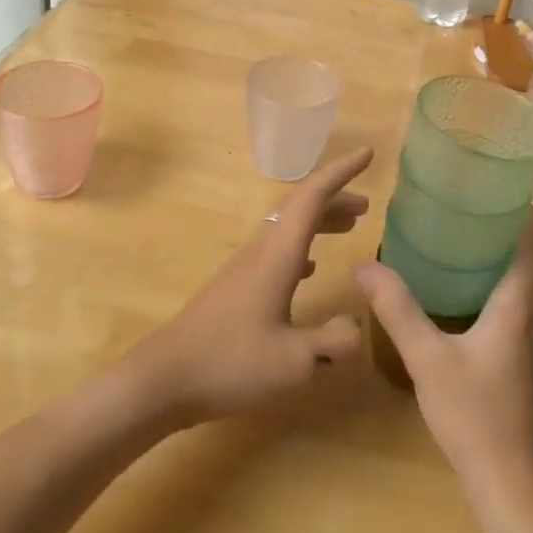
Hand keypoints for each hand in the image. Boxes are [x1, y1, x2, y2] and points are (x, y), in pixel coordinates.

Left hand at [124, 148, 373, 426]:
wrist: (164, 379)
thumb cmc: (231, 363)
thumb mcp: (294, 362)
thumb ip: (333, 342)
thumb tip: (359, 326)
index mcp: (278, 255)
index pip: (313, 196)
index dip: (342, 172)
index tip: (368, 154)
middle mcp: (262, 251)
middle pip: (301, 208)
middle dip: (336, 199)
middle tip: (367, 205)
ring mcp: (245, 268)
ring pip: (289, 229)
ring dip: (320, 222)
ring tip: (349, 228)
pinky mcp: (236, 288)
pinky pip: (277, 251)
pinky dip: (302, 247)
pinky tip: (311, 269)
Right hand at [355, 210, 532, 499]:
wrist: (510, 487)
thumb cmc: (475, 416)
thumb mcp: (428, 359)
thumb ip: (397, 309)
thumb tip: (365, 264)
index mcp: (519, 302)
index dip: (520, 206)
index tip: (485, 186)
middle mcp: (532, 312)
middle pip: (522, 253)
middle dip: (490, 225)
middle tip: (448, 206)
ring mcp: (529, 337)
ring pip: (512, 279)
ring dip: (485, 256)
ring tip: (442, 239)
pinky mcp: (520, 356)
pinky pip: (505, 302)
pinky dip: (481, 284)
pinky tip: (446, 292)